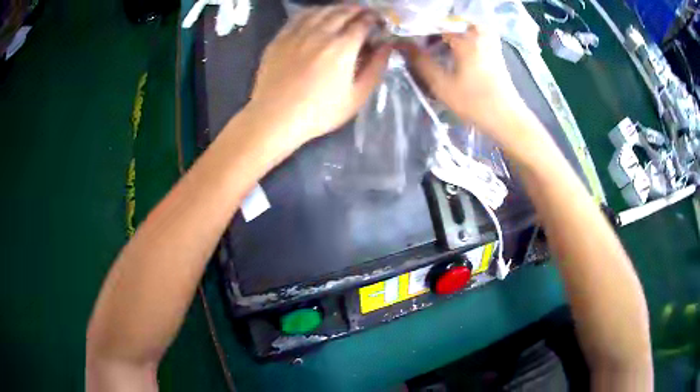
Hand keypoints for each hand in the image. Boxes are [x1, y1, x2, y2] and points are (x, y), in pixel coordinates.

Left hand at [247, 5, 390, 145]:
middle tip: (365, 13)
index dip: (374, 18)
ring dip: (337, 8)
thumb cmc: (319, 112)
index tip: (379, 21)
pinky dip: (314, 12)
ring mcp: (297, 33)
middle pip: (343, 12)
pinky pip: (299, 16)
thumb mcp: (357, 96)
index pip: (363, 22)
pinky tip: (317, 15)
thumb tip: (387, 46)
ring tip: (344, 12)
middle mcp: (320, 33)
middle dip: (358, 10)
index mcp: (342, 47)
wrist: (275, 118)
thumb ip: (376, 68)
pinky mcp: (280, 38)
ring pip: (321, 10)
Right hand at [400, 25, 529, 138]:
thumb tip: (400, 44)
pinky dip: (452, 37)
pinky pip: (465, 31)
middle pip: (443, 19)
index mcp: (466, 35)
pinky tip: (443, 49)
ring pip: (454, 25)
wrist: (507, 118)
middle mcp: (478, 29)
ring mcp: (486, 36)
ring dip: (438, 33)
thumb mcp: (441, 84)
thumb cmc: (475, 103)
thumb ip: (419, 61)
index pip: (431, 20)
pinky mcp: (490, 44)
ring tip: (424, 45)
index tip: (399, 36)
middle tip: (410, 40)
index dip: (413, 27)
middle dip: (425, 28)